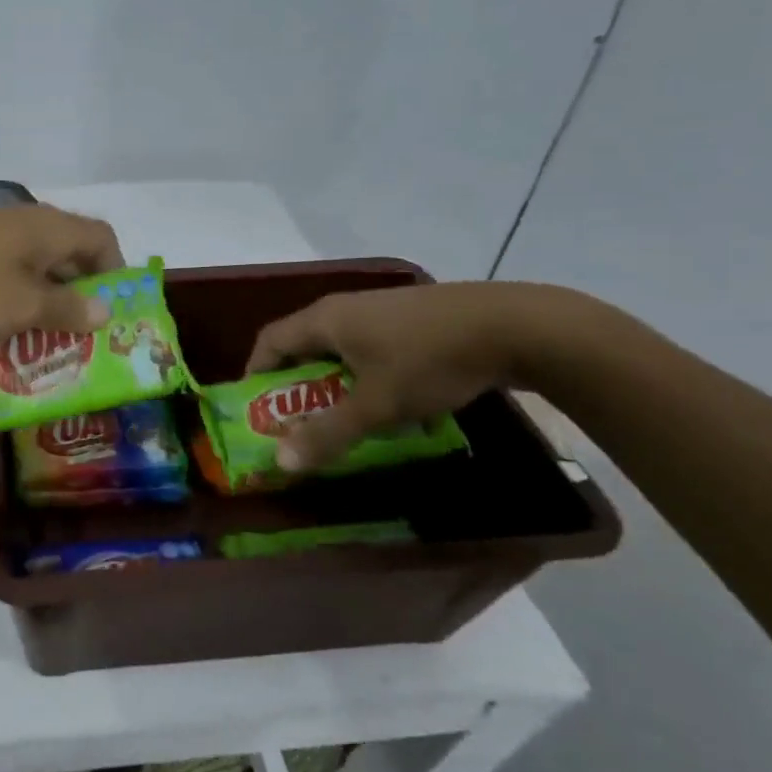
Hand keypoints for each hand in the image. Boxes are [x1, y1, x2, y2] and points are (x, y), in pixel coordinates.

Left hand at [0, 204, 124, 340]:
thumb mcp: (21, 307)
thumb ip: (66, 309)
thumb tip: (105, 310)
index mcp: (48, 228)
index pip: (101, 238)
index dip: (115, 272)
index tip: (109, 311)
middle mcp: (23, 220)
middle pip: (67, 250)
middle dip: (77, 292)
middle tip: (77, 334)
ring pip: (30, 262)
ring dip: (41, 296)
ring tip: (37, 337)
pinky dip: (8, 293)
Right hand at [244, 281, 566, 471]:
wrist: (516, 326)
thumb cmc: (429, 361)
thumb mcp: (376, 406)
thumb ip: (327, 434)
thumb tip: (280, 463)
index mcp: (325, 320)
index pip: (269, 341)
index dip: (255, 374)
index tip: (255, 409)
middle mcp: (345, 308)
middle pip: (303, 344)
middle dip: (295, 385)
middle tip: (297, 423)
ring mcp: (381, 309)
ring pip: (340, 347)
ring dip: (332, 382)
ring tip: (344, 418)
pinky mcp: (412, 318)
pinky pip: (370, 346)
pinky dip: (365, 374)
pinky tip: (391, 401)